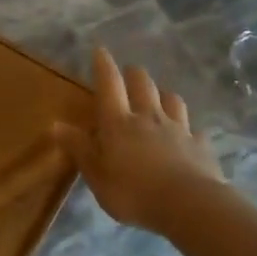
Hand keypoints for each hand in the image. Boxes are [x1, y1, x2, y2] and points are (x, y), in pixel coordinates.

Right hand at [55, 47, 225, 235]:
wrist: (189, 205)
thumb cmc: (133, 191)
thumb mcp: (96, 175)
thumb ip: (79, 148)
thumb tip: (55, 124)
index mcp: (119, 123)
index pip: (109, 85)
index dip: (103, 66)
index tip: (100, 50)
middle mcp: (149, 117)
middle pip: (143, 84)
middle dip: (134, 74)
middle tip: (129, 73)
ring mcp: (178, 129)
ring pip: (172, 100)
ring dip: (163, 95)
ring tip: (159, 98)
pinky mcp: (200, 146)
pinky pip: (194, 129)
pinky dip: (188, 128)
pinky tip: (188, 135)